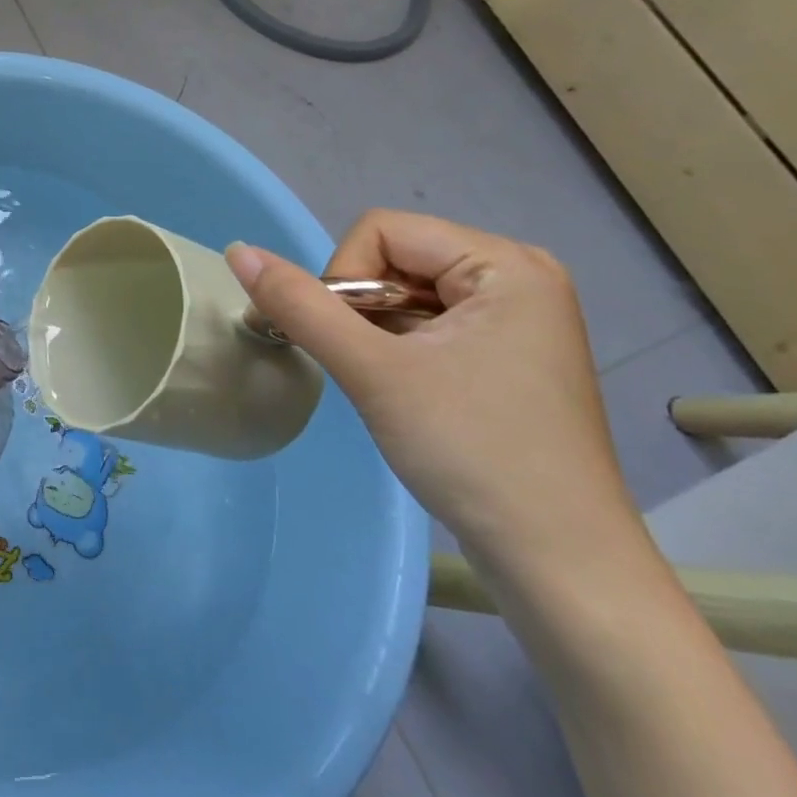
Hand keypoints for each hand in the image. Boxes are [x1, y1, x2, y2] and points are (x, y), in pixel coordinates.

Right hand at [226, 211, 638, 572]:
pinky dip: (398, 349)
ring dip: (375, 333)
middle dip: (361, 309)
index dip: (345, 279)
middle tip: (368, 369)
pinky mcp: (507, 355)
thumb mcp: (373, 372)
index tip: (350, 344)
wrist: (559, 564)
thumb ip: (299, 306)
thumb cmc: (472, 452)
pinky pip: (429, 323)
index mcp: (505, 264)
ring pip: (404, 294)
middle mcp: (518, 277)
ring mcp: (516, 319)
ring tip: (389, 387)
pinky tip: (408, 395)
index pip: (382, 232)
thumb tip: (238, 251)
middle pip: (394, 259)